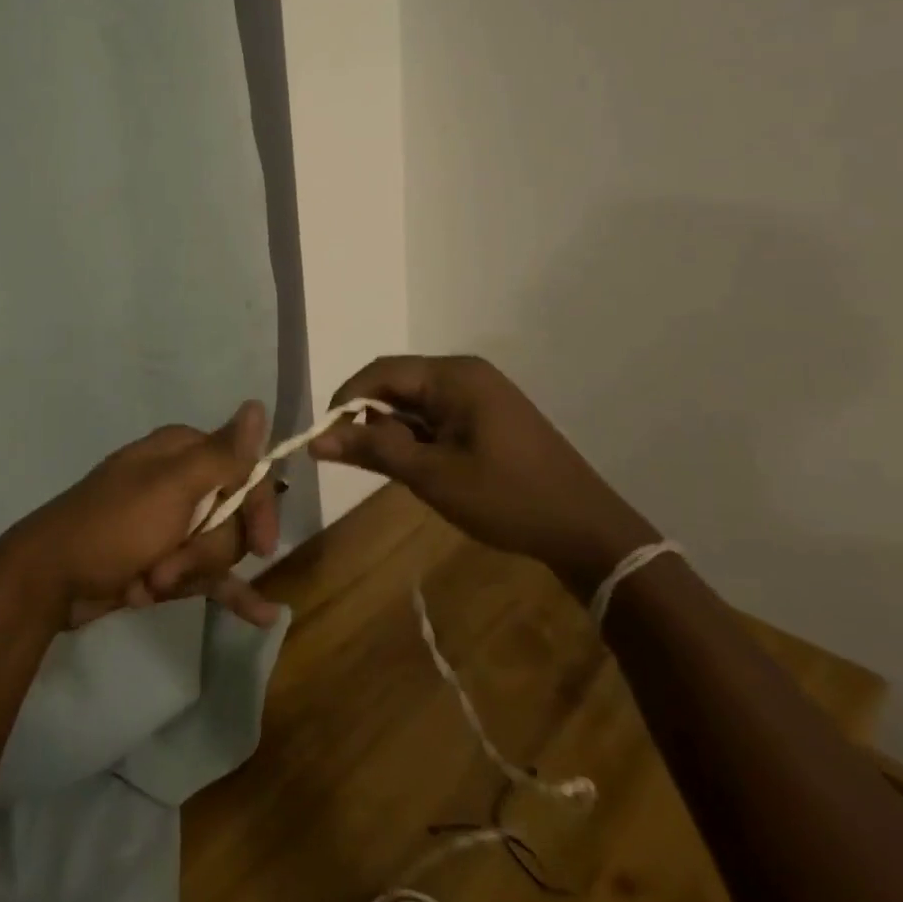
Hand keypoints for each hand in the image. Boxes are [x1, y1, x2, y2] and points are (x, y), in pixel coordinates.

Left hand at [2, 401, 283, 629]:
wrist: (49, 580)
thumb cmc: (112, 527)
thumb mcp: (171, 487)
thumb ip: (221, 454)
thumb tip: (257, 403)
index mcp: (184, 452)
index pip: (247, 472)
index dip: (258, 509)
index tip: (263, 546)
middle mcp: (183, 481)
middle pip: (234, 518)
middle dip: (205, 550)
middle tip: (167, 565)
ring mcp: (173, 523)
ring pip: (219, 550)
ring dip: (190, 574)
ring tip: (150, 584)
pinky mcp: (166, 559)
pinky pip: (212, 576)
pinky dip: (232, 593)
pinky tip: (263, 616)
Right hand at [309, 355, 657, 597]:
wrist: (585, 529)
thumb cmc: (506, 498)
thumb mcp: (432, 475)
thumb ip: (373, 450)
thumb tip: (317, 439)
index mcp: (454, 375)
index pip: (380, 372)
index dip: (346, 401)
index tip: (325, 438)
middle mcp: (465, 374)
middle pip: (398, 385)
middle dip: (372, 421)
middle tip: (361, 463)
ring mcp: (481, 394)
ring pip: (416, 403)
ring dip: (396, 433)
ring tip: (399, 473)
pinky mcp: (489, 417)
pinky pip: (438, 417)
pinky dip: (420, 439)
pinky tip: (423, 470)